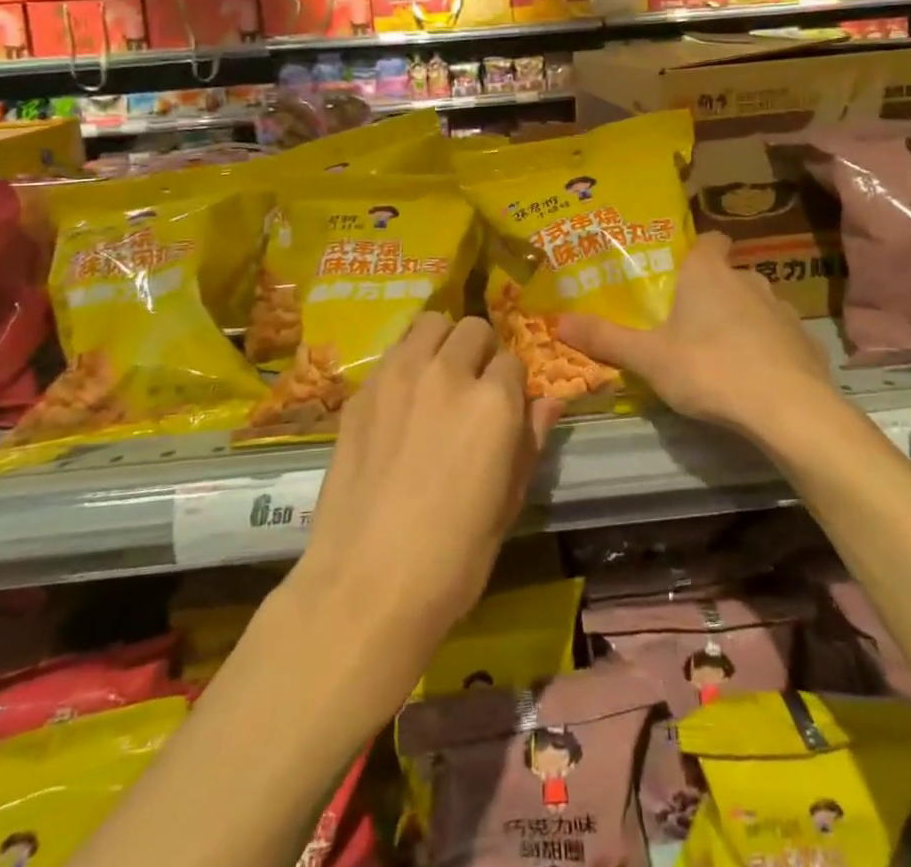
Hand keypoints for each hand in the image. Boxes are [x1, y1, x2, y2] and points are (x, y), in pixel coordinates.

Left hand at [287, 313, 559, 710]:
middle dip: (481, 352)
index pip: (514, 361)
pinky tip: (400, 401)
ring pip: (430, 324)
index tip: (505, 410)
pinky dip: (406, 362)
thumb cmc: (452, 558)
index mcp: (493, 402)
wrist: (364, 585)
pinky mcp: (362, 391)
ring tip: (437, 379)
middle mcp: (448, 373)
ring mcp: (398, 376)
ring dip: (442, 343)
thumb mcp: (507, 504)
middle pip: (474, 329)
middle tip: (472, 389)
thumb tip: (549, 400)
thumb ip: (529, 441)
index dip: (513, 386)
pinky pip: (393, 352)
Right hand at [556, 232, 836, 444]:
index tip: (678, 271)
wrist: (789, 410)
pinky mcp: (805, 341)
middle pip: (727, 274)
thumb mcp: (647, 357)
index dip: (695, 250)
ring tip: (716, 352)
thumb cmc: (709, 368)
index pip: (708, 240)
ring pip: (753, 304)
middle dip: (709, 291)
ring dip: (738, 320)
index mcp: (708, 272)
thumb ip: (604, 338)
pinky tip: (752, 377)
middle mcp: (748, 280)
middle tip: (684, 321)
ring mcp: (782, 309)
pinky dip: (764, 348)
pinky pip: (777, 336)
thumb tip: (556, 320)